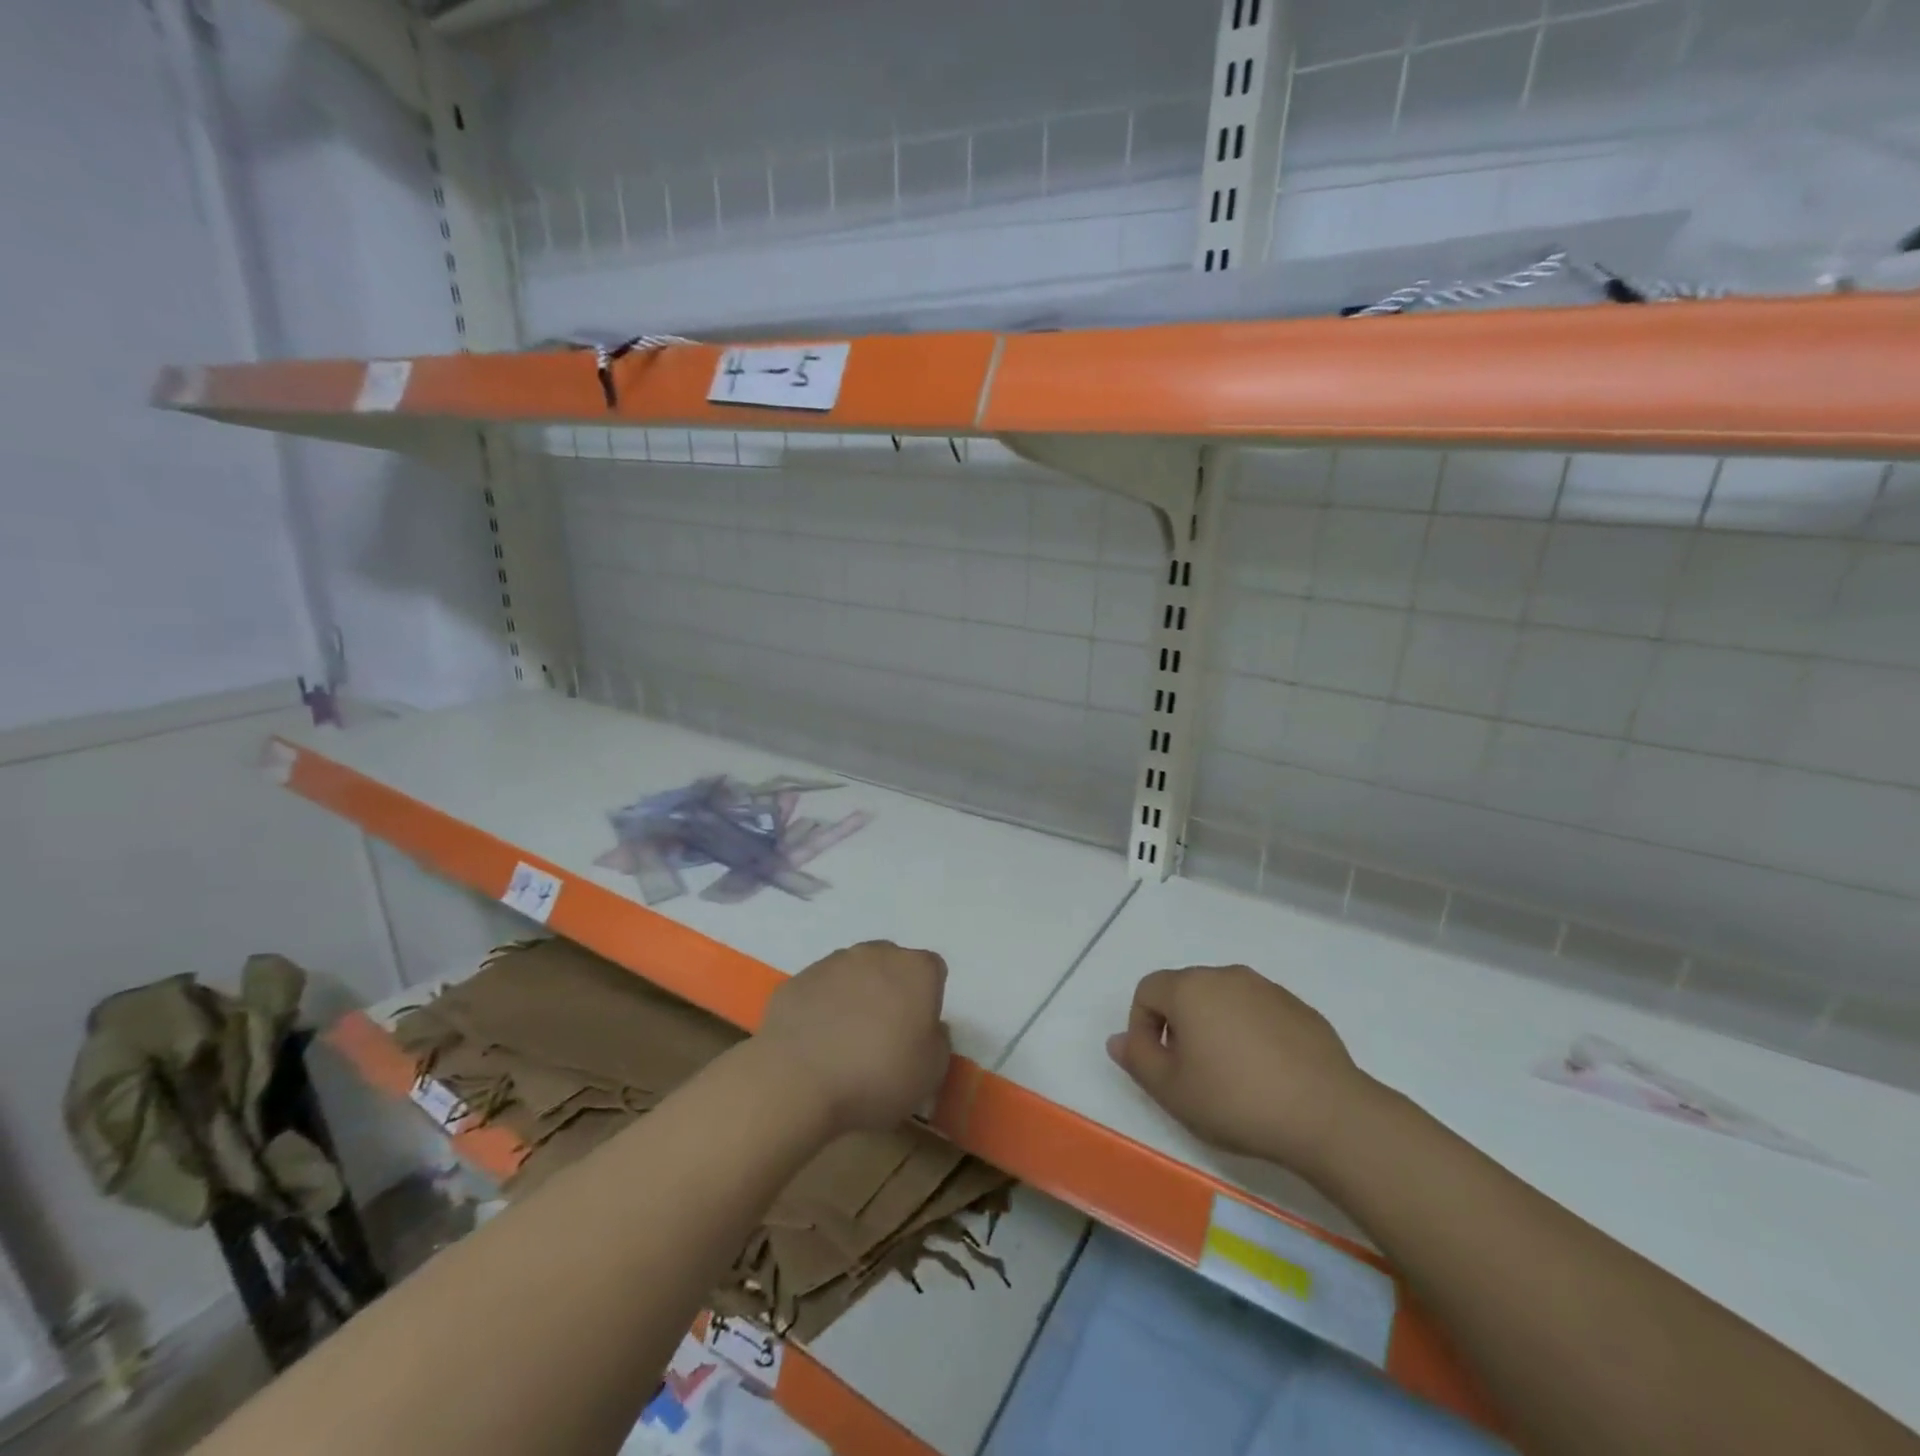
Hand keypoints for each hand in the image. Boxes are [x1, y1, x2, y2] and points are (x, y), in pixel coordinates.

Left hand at [756, 941, 951, 1134]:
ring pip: (853, 973)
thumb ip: (938, 1040)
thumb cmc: (876, 1076)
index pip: (933, 971)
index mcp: (916, 970)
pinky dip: (821, 1008)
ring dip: (855, 996)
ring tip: (845, 1041)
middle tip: (884, 1034)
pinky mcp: (798, 979)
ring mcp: (832, 962)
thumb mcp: (931, 1072)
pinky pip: (819, 990)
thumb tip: (928, 1027)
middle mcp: (876, 953)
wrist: (797, 1080)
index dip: (927, 1000)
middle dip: (891, 990)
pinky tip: (816, 1042)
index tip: (917, 1031)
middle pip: (892, 965)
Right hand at [1106, 965, 1376, 1177]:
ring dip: (1214, 1027)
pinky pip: (1258, 1012)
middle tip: (1190, 1072)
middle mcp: (1226, 976)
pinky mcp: (1299, 1008)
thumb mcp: (1172, 1091)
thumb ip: (1138, 1060)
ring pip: (1223, 1000)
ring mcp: (1267, 988)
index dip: (1142, 1026)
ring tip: (1229, 1075)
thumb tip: (1118, 1040)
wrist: (1328, 1114)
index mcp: (1190, 988)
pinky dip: (1250, 1033)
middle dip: (1178, 1026)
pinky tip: (1266, 1074)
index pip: (1147, 990)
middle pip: (1185, 991)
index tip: (1157, 1064)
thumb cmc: (1236, 1100)